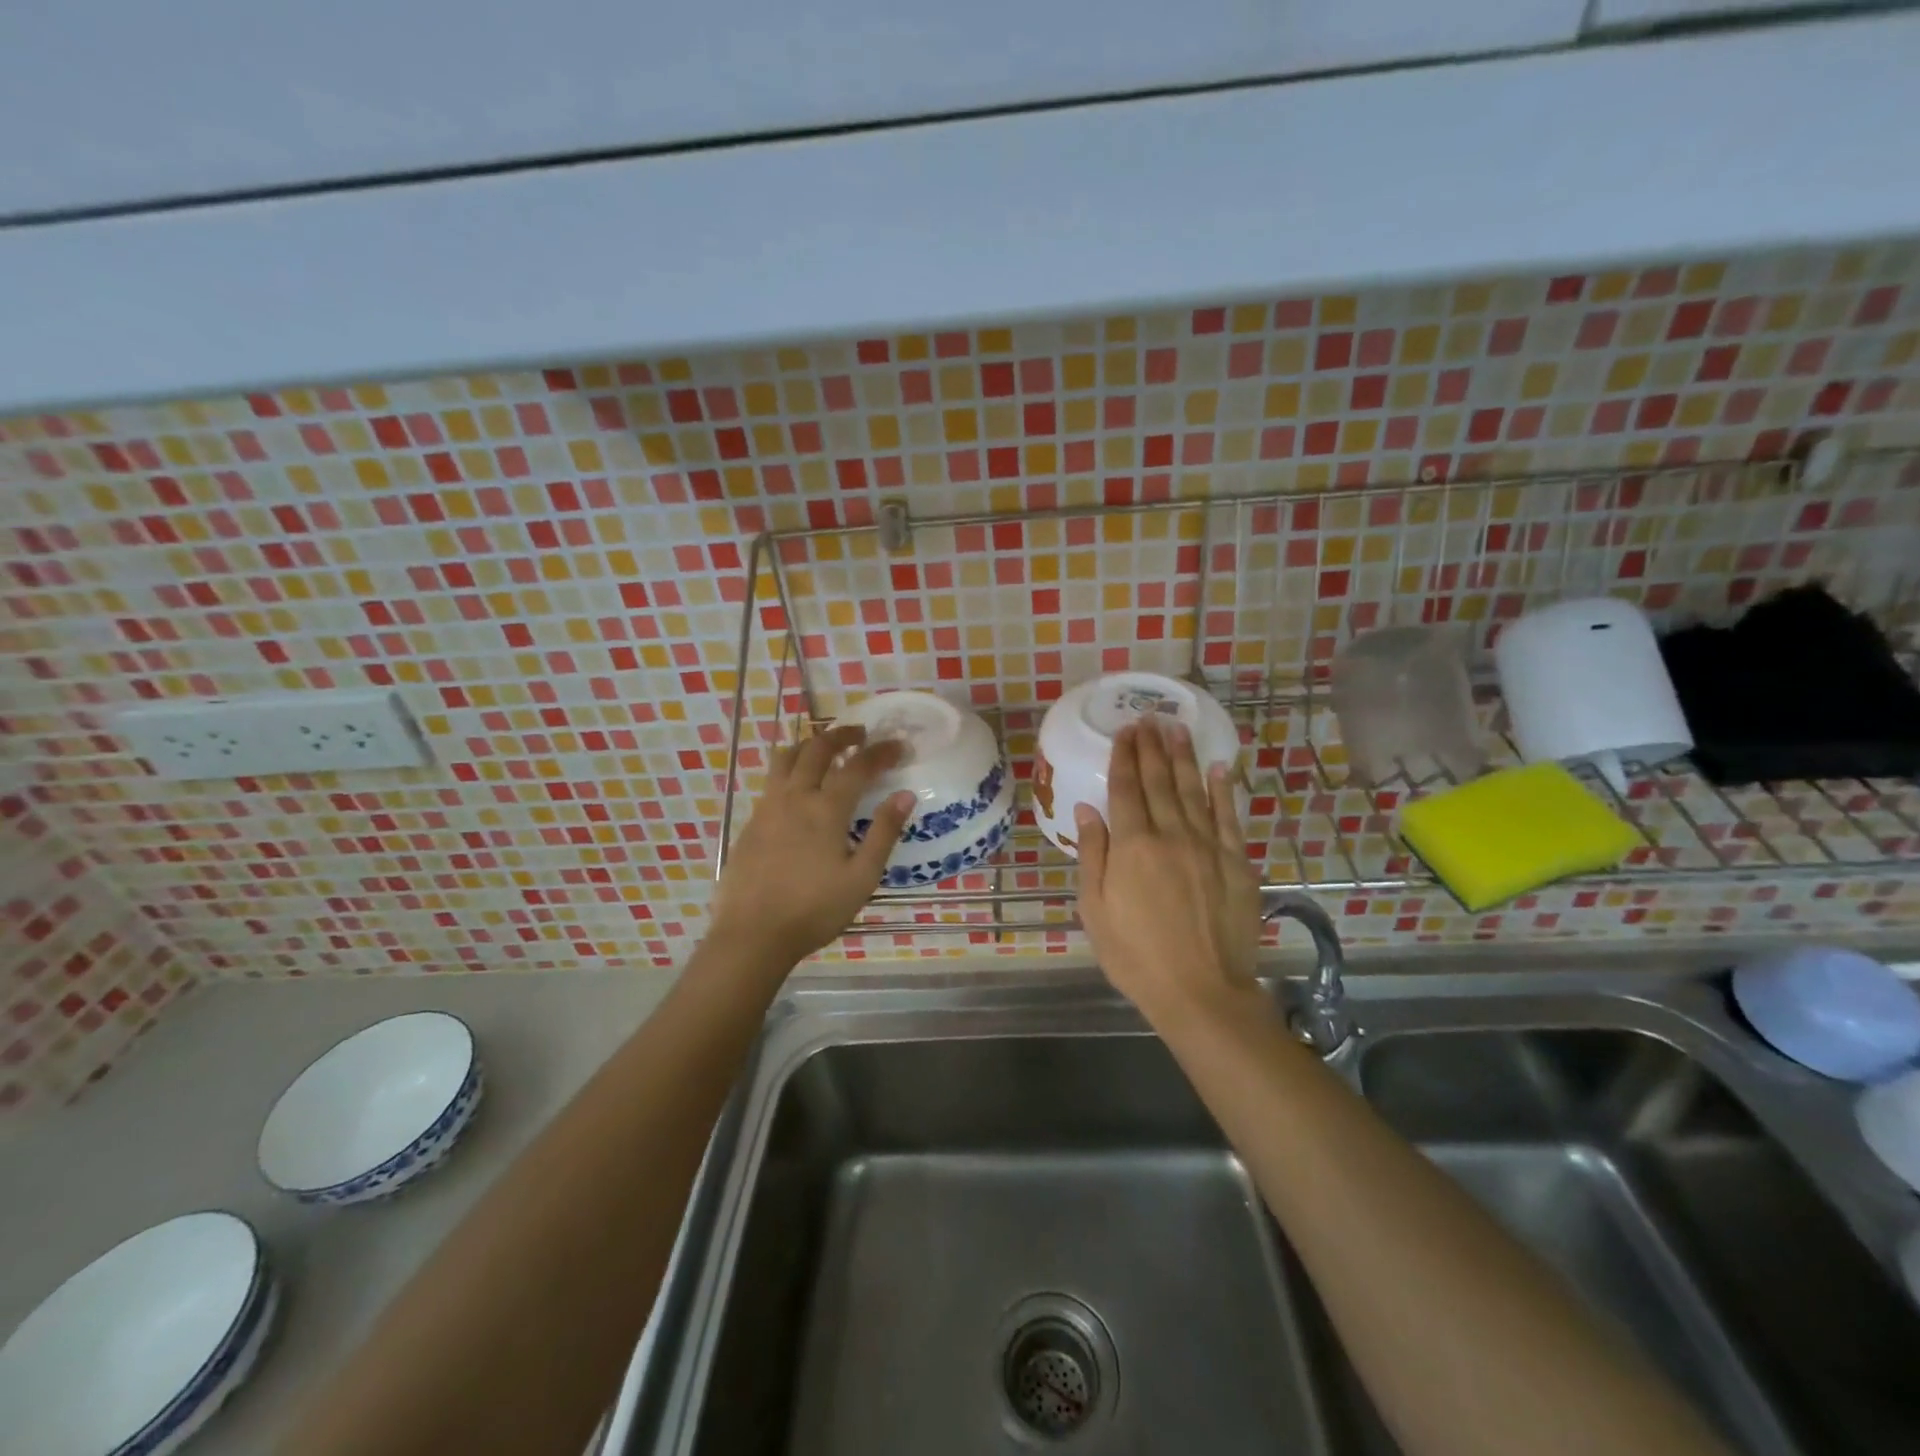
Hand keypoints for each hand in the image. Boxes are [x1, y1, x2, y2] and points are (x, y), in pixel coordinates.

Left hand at [708, 725, 914, 972]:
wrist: (752, 935)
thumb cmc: (814, 910)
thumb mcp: (861, 877)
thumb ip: (883, 833)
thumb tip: (905, 795)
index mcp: (825, 810)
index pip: (858, 766)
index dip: (881, 751)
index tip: (900, 746)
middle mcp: (794, 797)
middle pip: (817, 748)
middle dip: (842, 734)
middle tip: (860, 733)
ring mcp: (767, 807)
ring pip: (786, 757)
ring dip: (809, 744)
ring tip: (825, 748)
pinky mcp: (751, 822)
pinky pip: (772, 780)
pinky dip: (790, 768)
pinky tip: (799, 787)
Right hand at [1075, 720, 1261, 1023]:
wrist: (1201, 991)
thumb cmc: (1136, 955)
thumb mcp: (1095, 910)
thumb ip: (1092, 854)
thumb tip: (1087, 809)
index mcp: (1133, 846)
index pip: (1126, 789)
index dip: (1124, 757)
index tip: (1124, 731)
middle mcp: (1171, 835)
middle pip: (1159, 781)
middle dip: (1152, 748)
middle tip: (1148, 718)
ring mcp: (1208, 846)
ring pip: (1194, 790)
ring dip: (1184, 757)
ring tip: (1177, 729)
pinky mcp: (1236, 863)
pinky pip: (1229, 817)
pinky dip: (1224, 790)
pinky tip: (1218, 768)